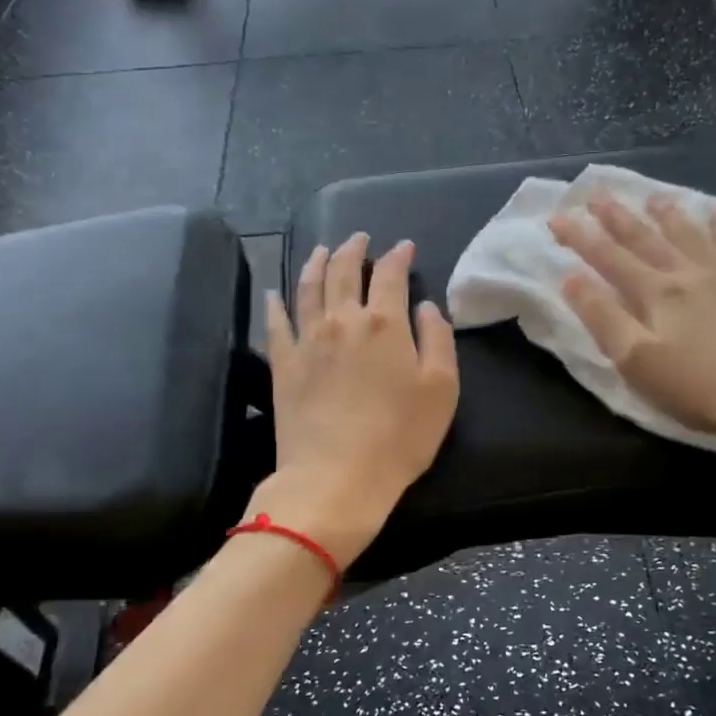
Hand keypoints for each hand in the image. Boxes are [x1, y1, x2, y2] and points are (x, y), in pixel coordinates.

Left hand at [251, 233, 459, 567]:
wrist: (336, 477)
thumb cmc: (400, 437)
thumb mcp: (441, 389)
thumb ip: (437, 340)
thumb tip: (426, 306)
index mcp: (384, 324)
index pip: (391, 275)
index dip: (399, 256)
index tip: (405, 247)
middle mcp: (342, 320)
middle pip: (344, 271)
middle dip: (354, 249)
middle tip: (360, 237)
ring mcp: (307, 340)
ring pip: (308, 288)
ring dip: (316, 263)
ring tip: (322, 250)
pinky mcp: (283, 365)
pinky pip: (275, 324)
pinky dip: (275, 303)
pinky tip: (274, 293)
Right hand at [550, 194, 715, 466]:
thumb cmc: (696, 388)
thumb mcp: (635, 361)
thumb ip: (602, 317)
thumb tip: (571, 277)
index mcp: (655, 294)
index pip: (608, 257)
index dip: (580, 237)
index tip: (557, 217)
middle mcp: (688, 274)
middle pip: (646, 238)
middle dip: (618, 216)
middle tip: (597, 193)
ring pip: (691, 235)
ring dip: (668, 214)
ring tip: (653, 197)